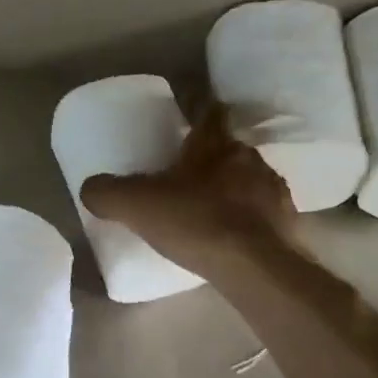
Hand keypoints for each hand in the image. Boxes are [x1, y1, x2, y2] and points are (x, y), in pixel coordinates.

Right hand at [79, 102, 295, 276]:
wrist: (256, 267)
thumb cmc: (196, 222)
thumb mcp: (136, 206)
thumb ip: (107, 193)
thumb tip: (90, 189)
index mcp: (214, 145)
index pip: (209, 112)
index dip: (197, 110)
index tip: (186, 117)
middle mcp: (248, 158)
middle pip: (228, 148)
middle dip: (209, 158)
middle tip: (186, 175)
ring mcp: (273, 190)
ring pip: (248, 179)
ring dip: (231, 188)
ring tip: (208, 210)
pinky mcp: (287, 222)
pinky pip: (262, 212)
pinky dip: (247, 218)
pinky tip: (231, 237)